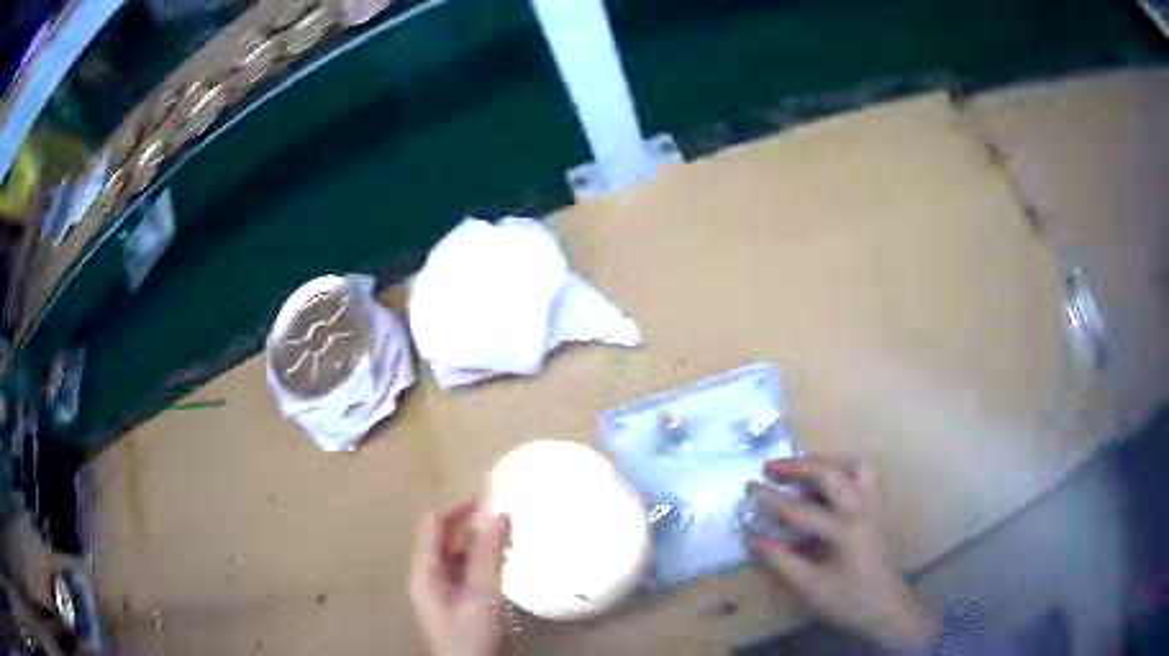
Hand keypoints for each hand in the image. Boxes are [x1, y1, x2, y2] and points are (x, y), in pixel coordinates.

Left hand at [409, 500, 510, 655]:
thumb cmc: (471, 632)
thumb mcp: (482, 592)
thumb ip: (489, 553)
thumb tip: (499, 514)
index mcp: (425, 569)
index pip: (433, 524)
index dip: (457, 508)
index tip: (486, 498)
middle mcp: (426, 575)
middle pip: (442, 538)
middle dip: (468, 524)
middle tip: (500, 517)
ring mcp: (437, 590)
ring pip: (453, 555)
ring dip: (475, 543)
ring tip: (504, 539)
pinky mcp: (450, 602)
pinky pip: (460, 571)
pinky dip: (477, 561)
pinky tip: (498, 566)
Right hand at [747, 457, 938, 652]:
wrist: (887, 608)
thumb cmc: (849, 601)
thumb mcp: (810, 587)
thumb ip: (782, 560)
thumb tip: (753, 538)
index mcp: (847, 531)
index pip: (802, 509)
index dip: (772, 499)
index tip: (748, 488)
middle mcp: (864, 510)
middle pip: (833, 474)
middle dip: (800, 467)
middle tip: (772, 467)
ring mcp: (875, 507)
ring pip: (857, 466)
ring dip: (828, 462)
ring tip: (804, 469)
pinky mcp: (879, 510)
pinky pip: (864, 477)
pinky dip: (843, 471)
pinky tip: (827, 484)